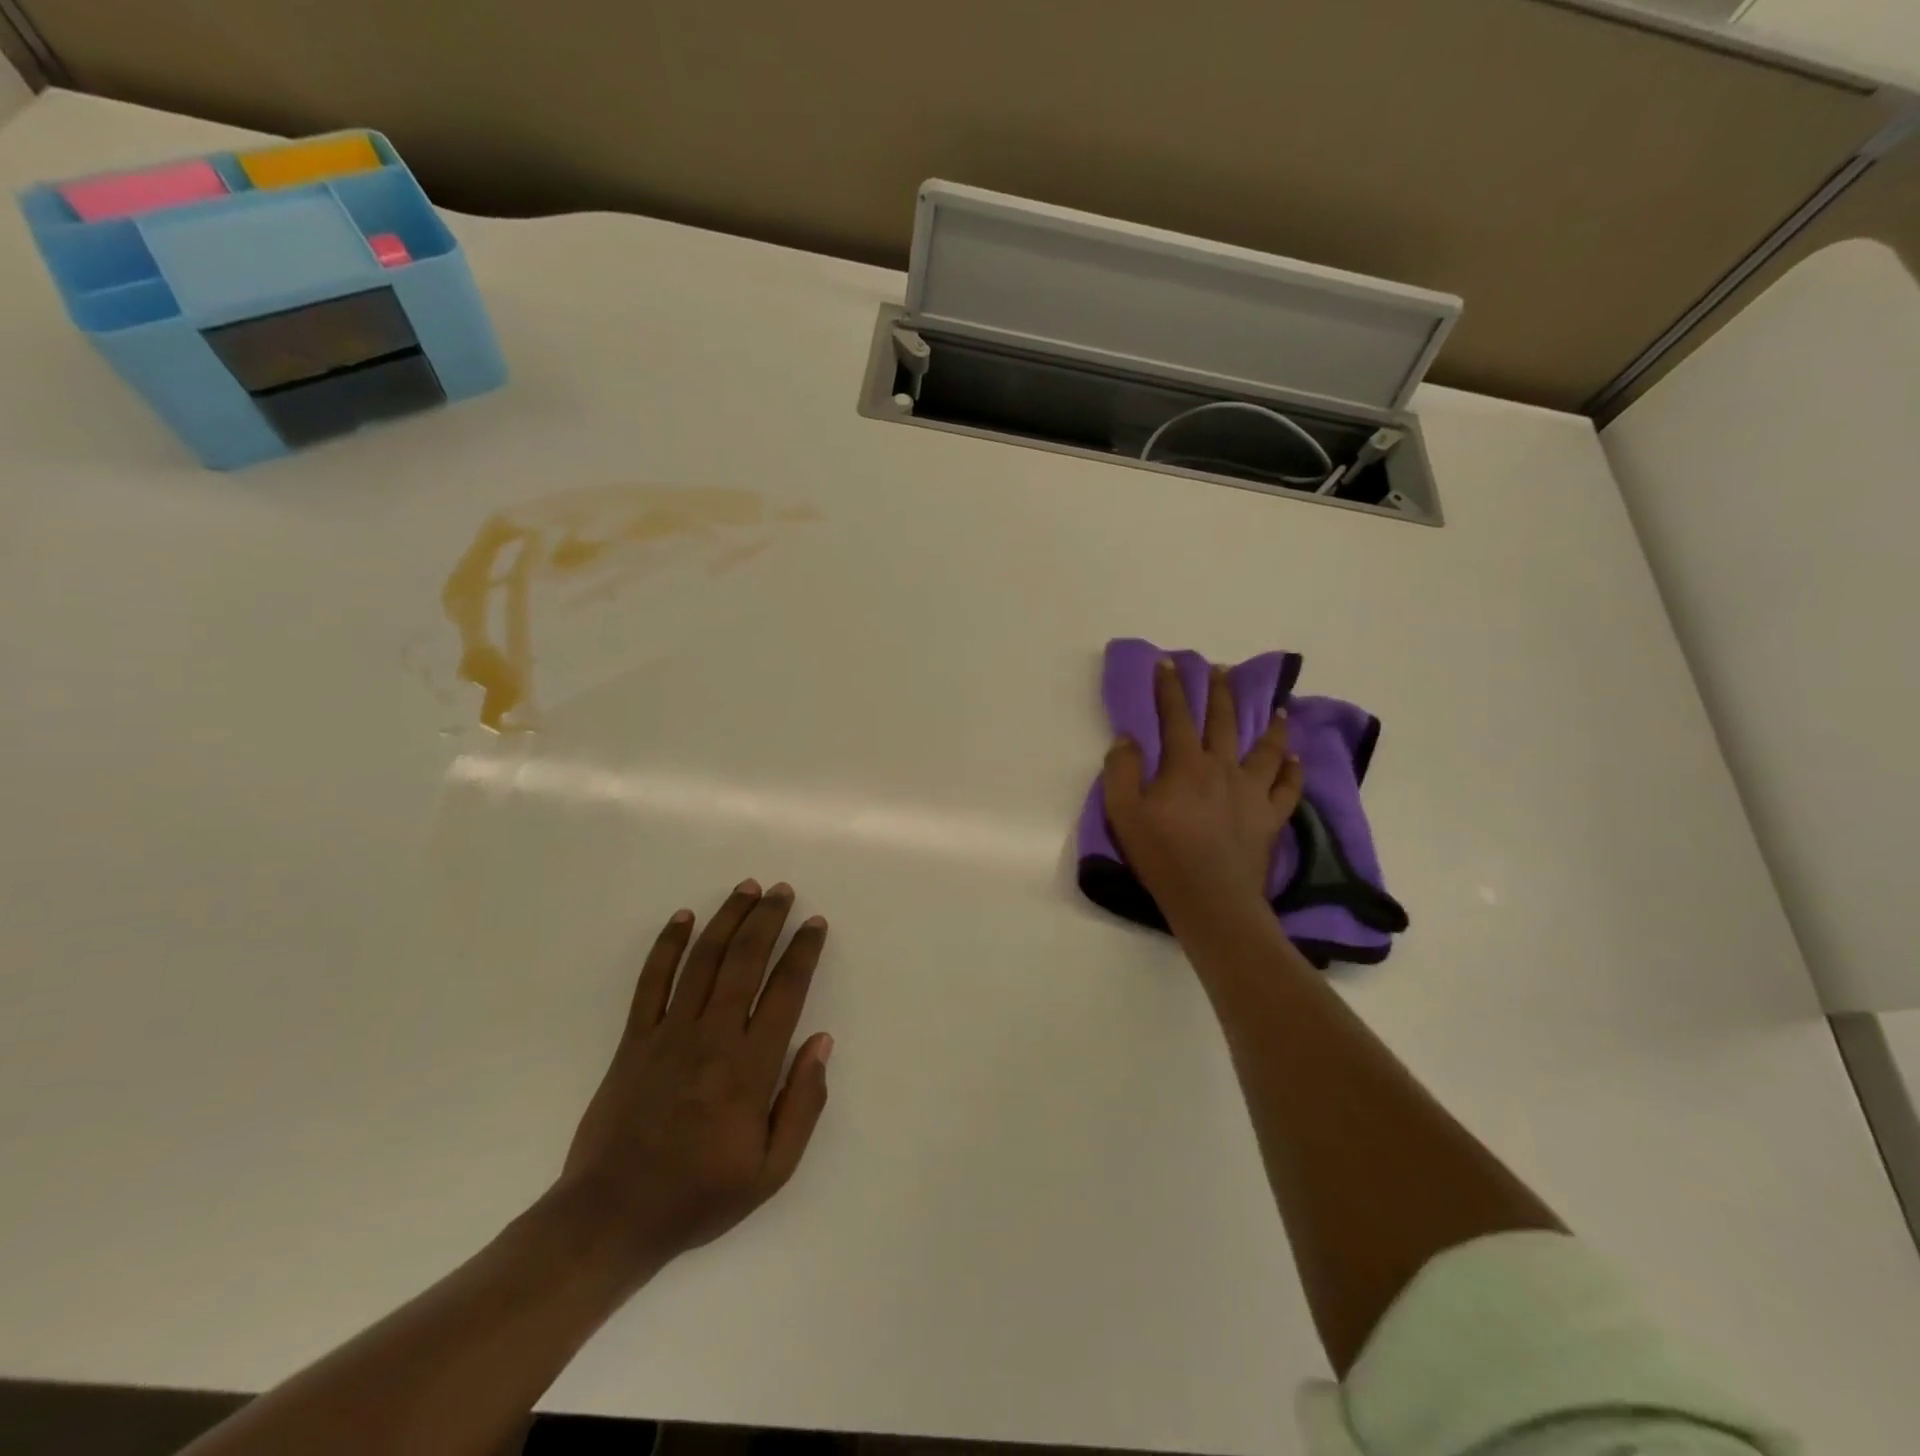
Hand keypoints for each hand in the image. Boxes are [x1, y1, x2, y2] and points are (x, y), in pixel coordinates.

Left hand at [557, 880, 833, 1274]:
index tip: (814, 923)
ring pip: (703, 960)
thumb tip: (821, 1041)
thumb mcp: (772, 1170)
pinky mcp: (634, 1039)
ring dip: (727, 918)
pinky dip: (667, 945)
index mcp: (750, 1067)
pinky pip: (652, 981)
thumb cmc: (700, 1195)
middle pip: (744, 961)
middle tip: (782, 890)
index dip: (803, 952)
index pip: (786, 991)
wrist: (611, 1217)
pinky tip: (682, 918)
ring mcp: (669, 1033)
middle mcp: (712, 1037)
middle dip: (767, 919)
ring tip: (746, 888)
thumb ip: (803, 1104)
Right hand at [1103, 659, 1302, 930]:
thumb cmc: (1162, 855)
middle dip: (1219, 692)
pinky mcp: (1270, 818)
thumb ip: (1122, 771)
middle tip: (1221, 669)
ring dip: (1270, 725)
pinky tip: (1295, 758)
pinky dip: (1293, 771)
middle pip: (1223, 721)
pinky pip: (1287, 788)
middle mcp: (1222, 768)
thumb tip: (1128, 738)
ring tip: (1277, 707)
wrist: (1210, 899)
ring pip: (1265, 749)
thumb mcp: (1123, 813)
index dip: (1169, 687)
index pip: (1175, 716)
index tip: (1168, 662)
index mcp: (1185, 765)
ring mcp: (1251, 792)